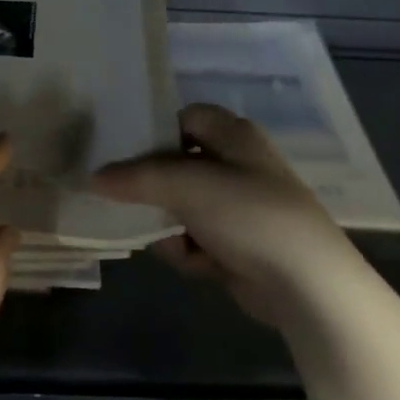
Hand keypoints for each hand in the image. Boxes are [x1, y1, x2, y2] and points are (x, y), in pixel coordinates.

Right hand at [93, 103, 362, 336]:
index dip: (155, 130)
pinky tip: (195, 263)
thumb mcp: (187, 186)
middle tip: (124, 199)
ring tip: (169, 240)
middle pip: (178, 165)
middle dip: (153, 188)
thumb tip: (94, 177)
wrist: (305, 282)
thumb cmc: (248, 215)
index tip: (120, 150)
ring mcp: (238, 208)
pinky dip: (189, 251)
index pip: (185, 117)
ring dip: (169, 226)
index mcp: (234, 137)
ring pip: (181, 207)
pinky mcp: (237, 245)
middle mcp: (237, 166)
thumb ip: (136, 178)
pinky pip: (195, 240)